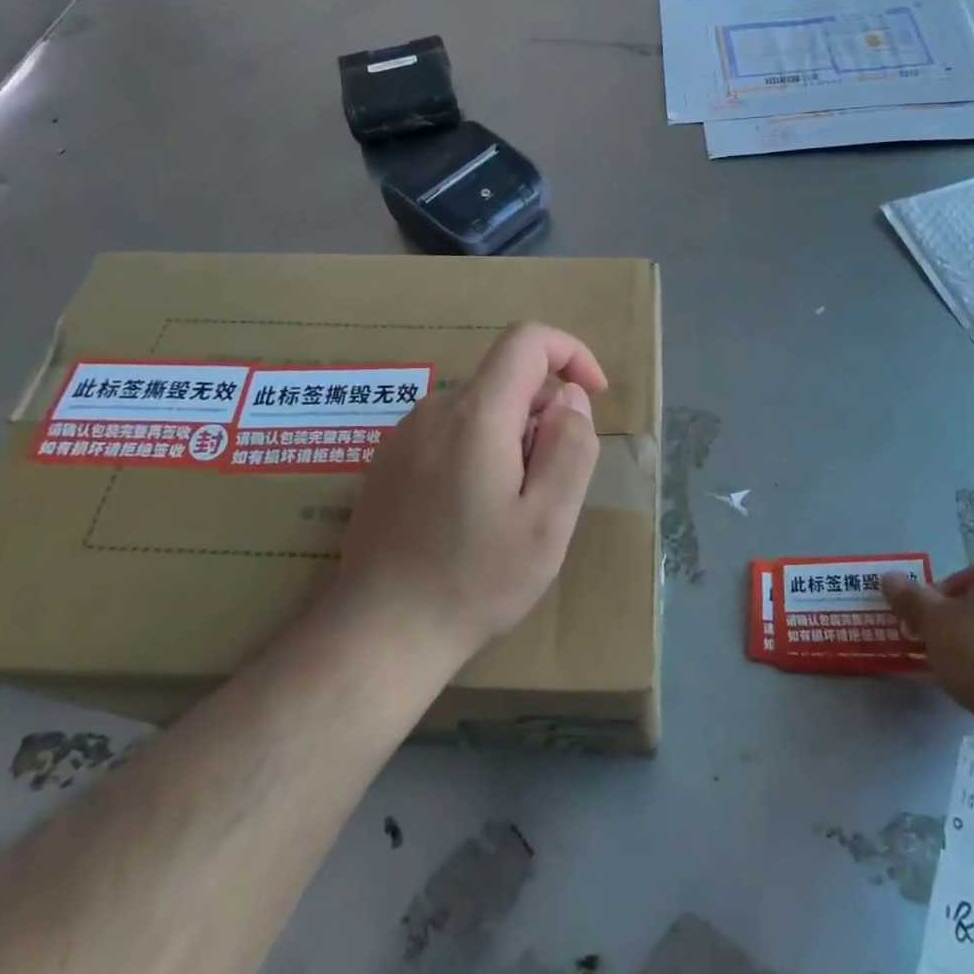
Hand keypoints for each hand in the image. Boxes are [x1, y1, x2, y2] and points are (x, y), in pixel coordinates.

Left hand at [333, 323, 607, 662]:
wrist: (380, 632)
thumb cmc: (475, 580)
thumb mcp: (548, 522)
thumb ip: (570, 448)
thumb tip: (570, 398)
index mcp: (477, 415)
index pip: (527, 340)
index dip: (570, 353)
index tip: (592, 397)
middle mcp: (435, 410)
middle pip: (505, 381)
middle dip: (543, 416)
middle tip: (548, 488)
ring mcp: (403, 435)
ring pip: (479, 410)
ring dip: (511, 440)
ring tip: (508, 511)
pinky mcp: (387, 462)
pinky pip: (449, 434)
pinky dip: (478, 452)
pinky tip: (469, 516)